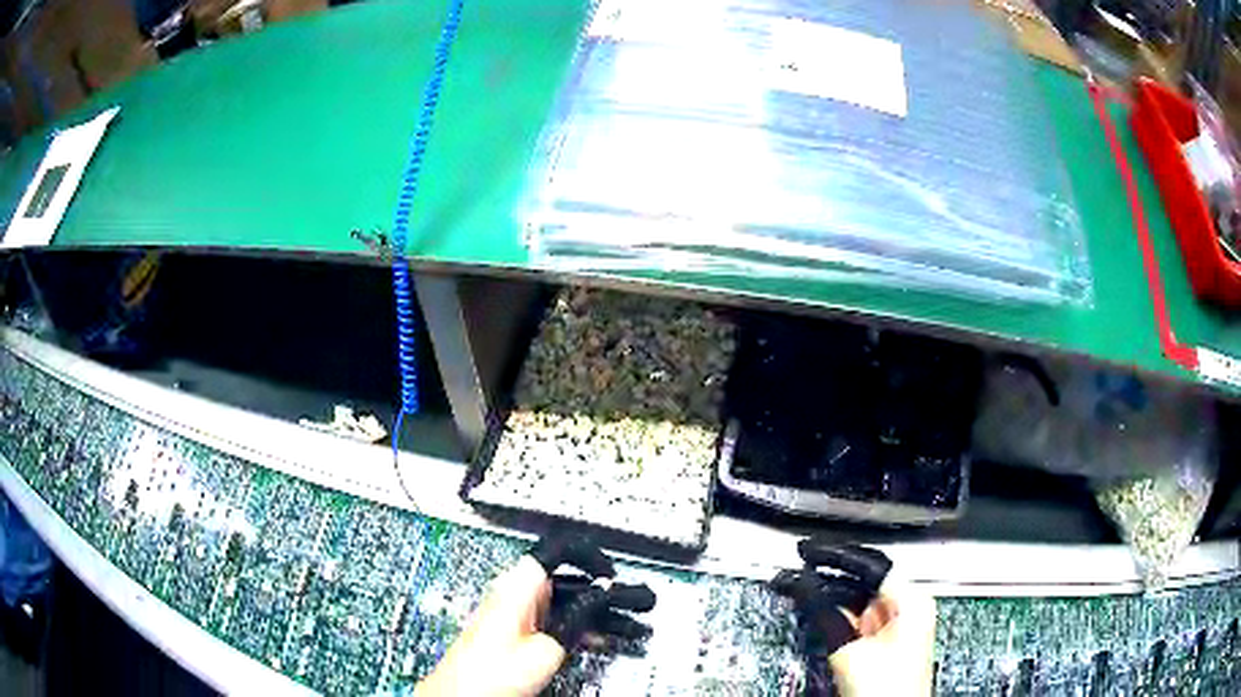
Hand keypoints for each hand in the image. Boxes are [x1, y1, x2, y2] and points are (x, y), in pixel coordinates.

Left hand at [416, 537, 654, 696]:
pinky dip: (576, 625)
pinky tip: (597, 638)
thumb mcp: (546, 649)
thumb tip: (601, 598)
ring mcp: (512, 611)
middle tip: (631, 602)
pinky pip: (552, 618)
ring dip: (592, 612)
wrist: (461, 694)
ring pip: (561, 601)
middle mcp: (512, 592)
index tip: (613, 575)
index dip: (591, 559)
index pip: (558, 551)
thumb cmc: (489, 673)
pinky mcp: (514, 629)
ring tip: (623, 623)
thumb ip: (576, 619)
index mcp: (516, 586)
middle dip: (600, 592)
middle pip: (564, 580)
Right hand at [771, 541, 935, 696]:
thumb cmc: (886, 689)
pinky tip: (816, 611)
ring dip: (829, 599)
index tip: (808, 551)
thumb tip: (805, 590)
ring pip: (858, 601)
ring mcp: (898, 626)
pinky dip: (836, 616)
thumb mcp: (850, 652)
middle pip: (864, 582)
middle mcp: (909, 607)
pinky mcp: (886, 643)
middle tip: (795, 573)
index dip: (836, 556)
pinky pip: (858, 620)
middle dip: (829, 579)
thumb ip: (829, 617)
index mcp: (911, 600)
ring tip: (798, 590)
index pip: (871, 565)